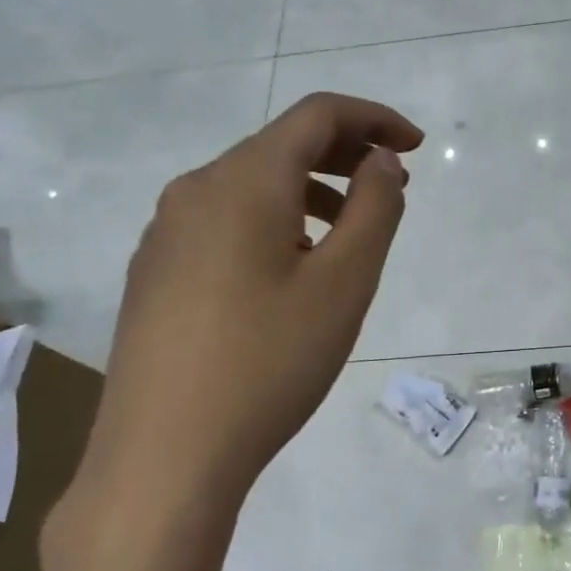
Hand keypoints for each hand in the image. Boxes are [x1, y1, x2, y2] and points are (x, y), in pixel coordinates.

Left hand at [77, 93, 423, 516]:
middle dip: (344, 155)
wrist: (163, 455)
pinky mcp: (154, 273)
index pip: (317, 115)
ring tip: (347, 237)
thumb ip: (374, 209)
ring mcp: (165, 233)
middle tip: (392, 188)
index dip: (374, 118)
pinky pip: (224, 223)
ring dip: (309, 192)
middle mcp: (195, 190)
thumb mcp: (344, 283)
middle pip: (280, 146)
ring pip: (250, 187)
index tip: (416, 147)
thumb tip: (381, 162)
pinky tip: (289, 274)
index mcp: (243, 181)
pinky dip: (272, 223)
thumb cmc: (269, 361)